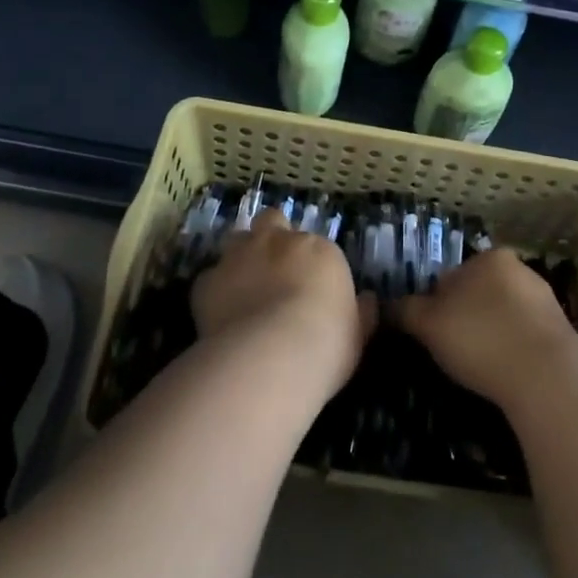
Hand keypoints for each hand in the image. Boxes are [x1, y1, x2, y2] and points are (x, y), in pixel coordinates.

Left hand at [192, 209, 374, 406]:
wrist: (272, 356)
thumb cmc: (327, 345)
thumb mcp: (358, 334)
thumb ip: (362, 313)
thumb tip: (369, 302)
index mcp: (319, 250)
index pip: (314, 245)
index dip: (308, 263)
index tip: (309, 287)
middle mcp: (279, 242)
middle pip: (271, 221)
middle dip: (271, 238)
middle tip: (272, 267)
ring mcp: (240, 257)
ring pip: (237, 239)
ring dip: (241, 257)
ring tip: (243, 286)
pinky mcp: (208, 281)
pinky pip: (210, 279)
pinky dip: (214, 291)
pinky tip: (219, 313)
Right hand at [397, 248, 577, 411]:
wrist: (547, 377)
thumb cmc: (481, 339)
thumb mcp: (429, 324)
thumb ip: (405, 310)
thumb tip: (385, 306)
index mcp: (489, 257)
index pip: (451, 276)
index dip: (435, 305)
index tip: (431, 334)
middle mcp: (519, 269)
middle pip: (478, 293)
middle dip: (465, 318)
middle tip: (453, 352)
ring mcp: (544, 300)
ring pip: (502, 315)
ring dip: (490, 334)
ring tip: (479, 368)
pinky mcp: (560, 332)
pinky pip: (524, 337)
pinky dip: (512, 351)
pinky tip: (505, 373)